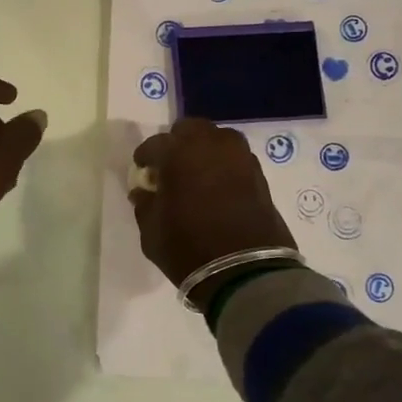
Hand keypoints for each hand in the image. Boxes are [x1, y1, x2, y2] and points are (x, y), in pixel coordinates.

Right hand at [129, 119, 294, 295]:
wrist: (245, 272)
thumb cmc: (189, 249)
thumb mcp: (151, 232)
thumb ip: (145, 205)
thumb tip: (144, 192)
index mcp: (178, 153)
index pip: (154, 144)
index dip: (145, 158)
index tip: (143, 172)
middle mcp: (210, 145)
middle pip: (189, 129)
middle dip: (177, 143)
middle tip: (171, 167)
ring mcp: (239, 157)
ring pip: (217, 138)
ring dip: (204, 149)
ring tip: (198, 173)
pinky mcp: (259, 173)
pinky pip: (235, 157)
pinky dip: (224, 164)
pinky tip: (218, 186)